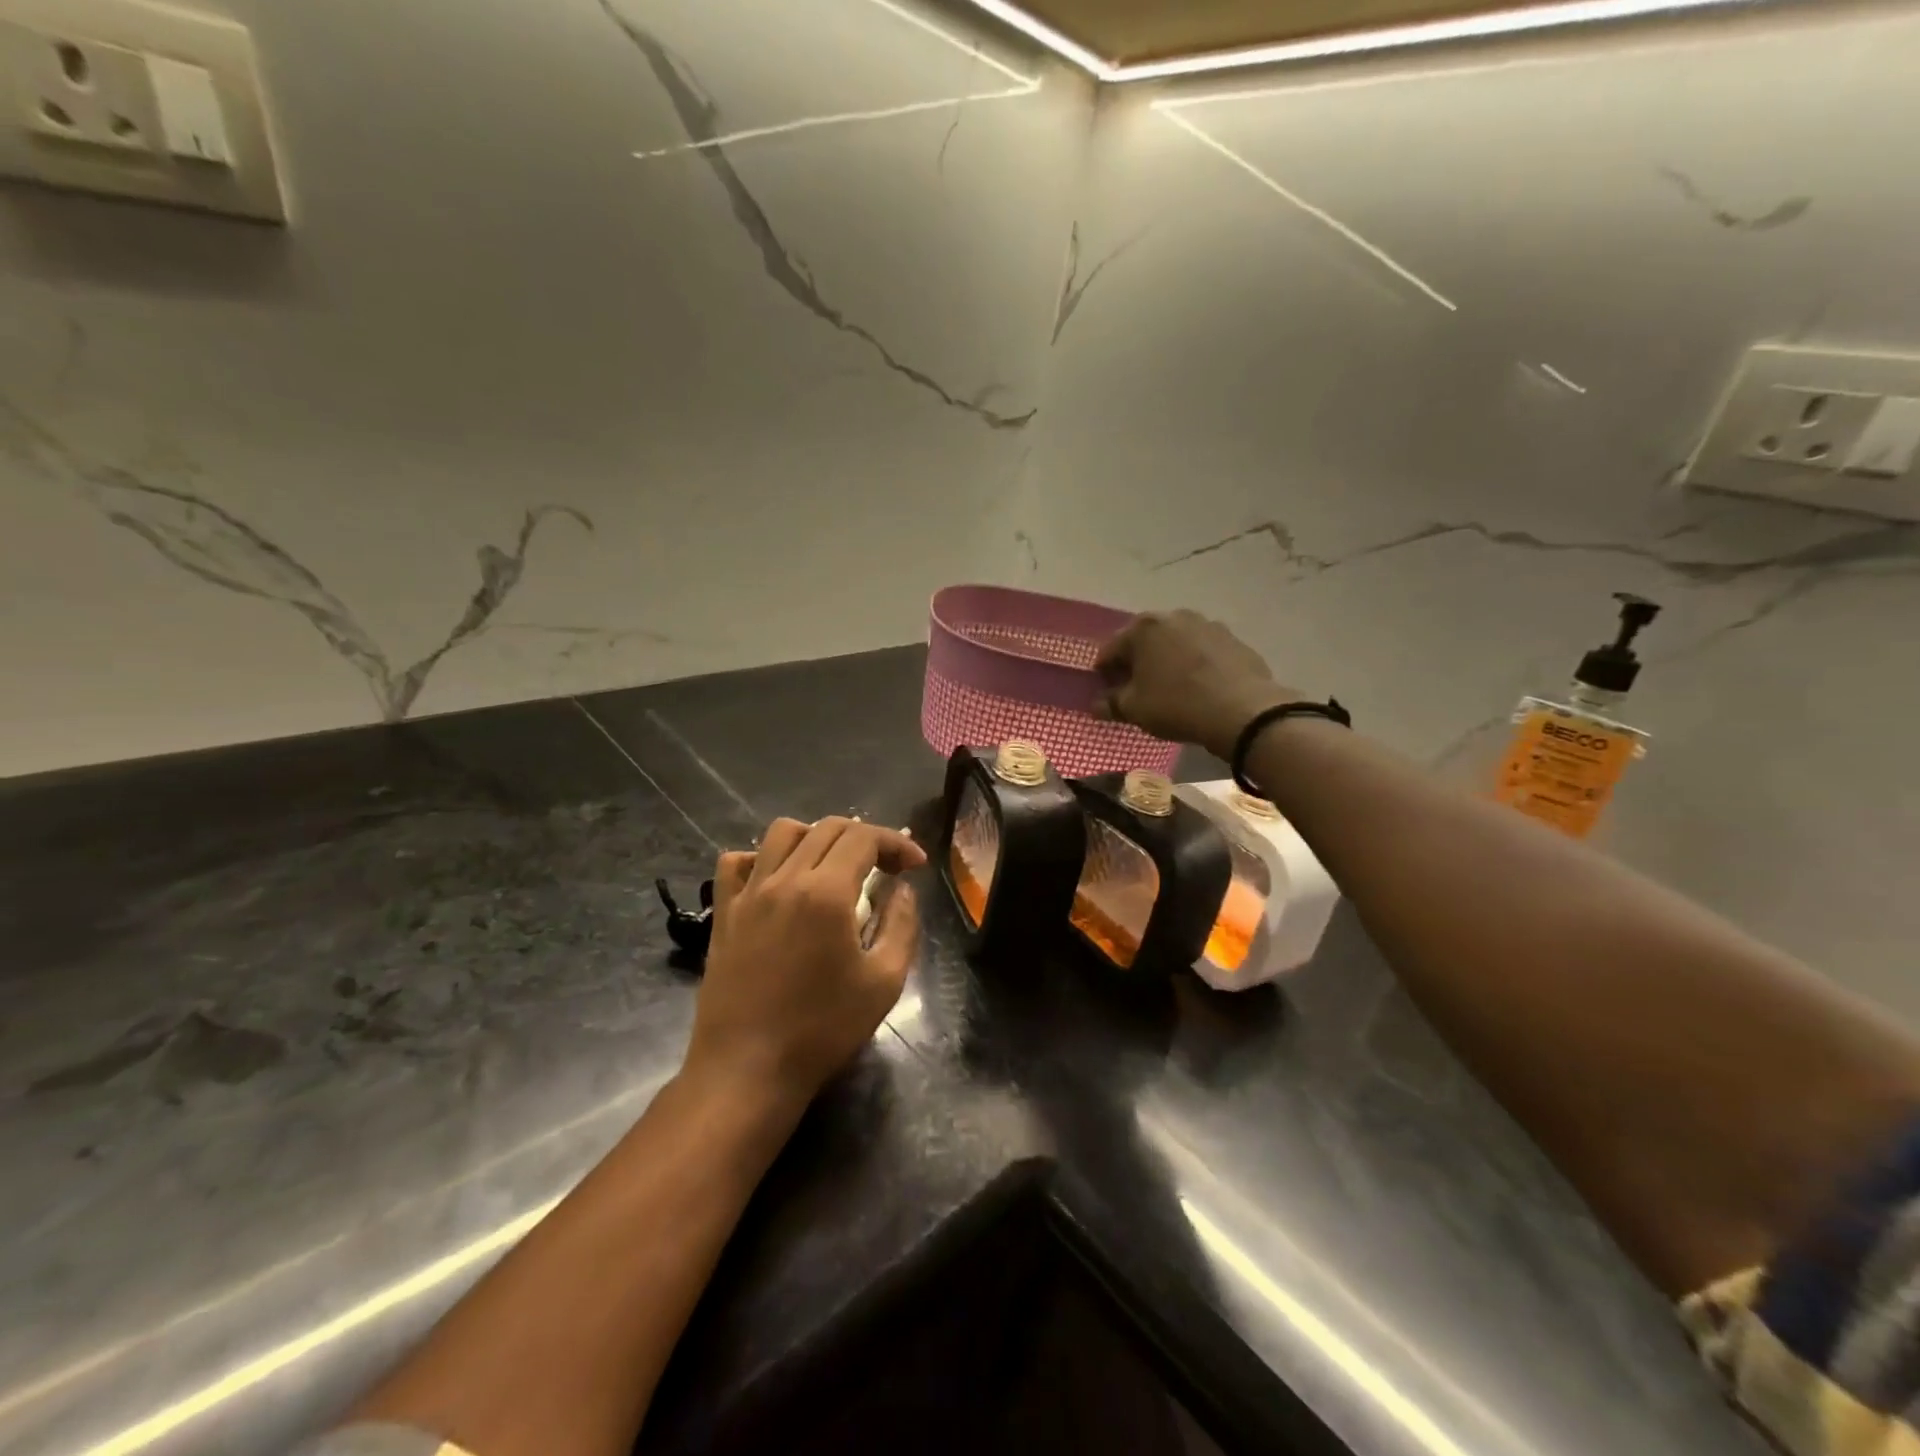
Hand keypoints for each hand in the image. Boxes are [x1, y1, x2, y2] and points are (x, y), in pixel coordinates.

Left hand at [686, 817, 925, 1107]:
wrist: (747, 1071)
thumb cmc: (822, 1030)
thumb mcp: (884, 982)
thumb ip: (901, 925)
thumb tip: (901, 890)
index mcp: (826, 892)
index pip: (864, 838)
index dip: (896, 842)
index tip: (915, 865)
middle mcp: (784, 879)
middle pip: (827, 828)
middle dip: (865, 837)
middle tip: (886, 866)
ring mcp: (748, 894)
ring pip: (781, 833)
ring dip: (816, 836)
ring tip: (834, 865)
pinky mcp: (724, 914)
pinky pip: (737, 863)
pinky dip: (762, 858)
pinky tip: (778, 880)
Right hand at [1095, 610, 1303, 759]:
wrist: (1243, 711)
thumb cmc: (1177, 705)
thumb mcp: (1134, 710)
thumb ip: (1111, 704)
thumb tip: (1097, 705)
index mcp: (1143, 628)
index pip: (1110, 650)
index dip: (1103, 673)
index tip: (1105, 692)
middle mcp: (1174, 616)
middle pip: (1144, 641)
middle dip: (1136, 663)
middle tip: (1134, 690)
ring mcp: (1207, 625)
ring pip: (1175, 644)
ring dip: (1166, 661)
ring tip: (1168, 689)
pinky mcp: (1233, 640)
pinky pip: (1202, 652)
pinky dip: (1193, 665)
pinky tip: (1197, 688)